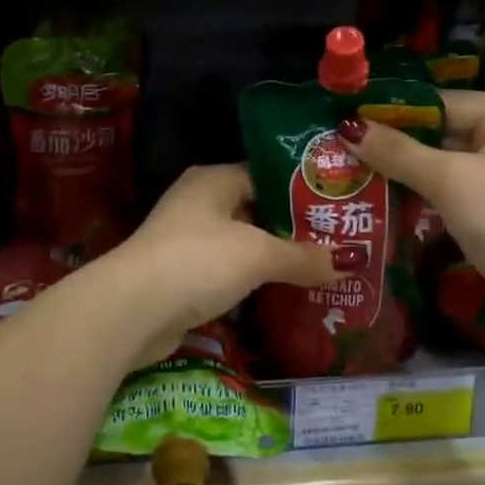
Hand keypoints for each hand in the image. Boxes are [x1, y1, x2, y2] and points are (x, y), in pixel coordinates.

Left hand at [110, 164, 339, 366]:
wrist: (132, 310)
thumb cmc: (198, 261)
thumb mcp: (258, 254)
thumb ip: (304, 256)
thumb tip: (353, 260)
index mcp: (214, 180)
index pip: (267, 174)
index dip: (303, 189)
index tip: (338, 205)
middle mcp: (199, 203)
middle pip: (256, 210)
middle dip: (294, 228)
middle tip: (340, 241)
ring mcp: (188, 240)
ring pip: (243, 244)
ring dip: (275, 258)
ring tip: (322, 269)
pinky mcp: (183, 276)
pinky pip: (229, 272)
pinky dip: (253, 282)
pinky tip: (284, 294)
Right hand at [342, 91, 484, 341]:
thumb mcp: (452, 181)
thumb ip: (398, 153)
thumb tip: (346, 128)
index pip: (441, 103)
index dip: (392, 112)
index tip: (343, 119)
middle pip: (439, 133)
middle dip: (391, 144)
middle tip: (336, 146)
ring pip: (438, 165)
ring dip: (399, 172)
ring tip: (346, 170)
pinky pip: (445, 193)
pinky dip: (416, 196)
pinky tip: (376, 197)